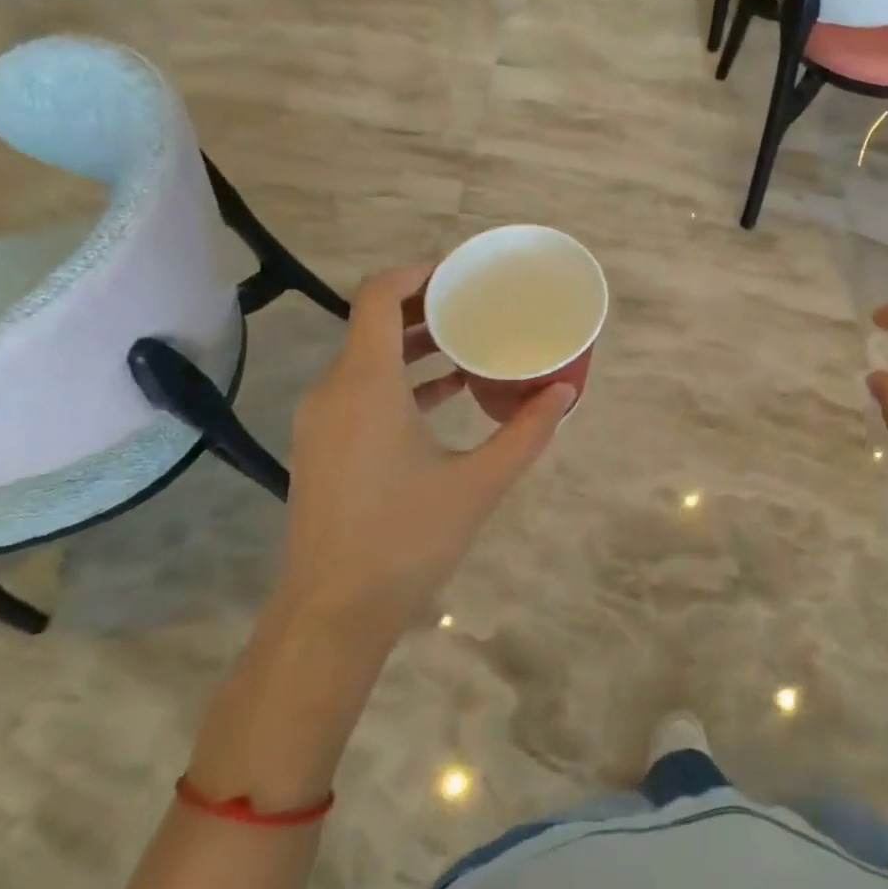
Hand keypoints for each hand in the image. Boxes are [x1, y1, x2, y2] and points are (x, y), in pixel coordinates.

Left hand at [273, 265, 574, 636]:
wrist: (331, 614)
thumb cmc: (405, 540)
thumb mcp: (478, 483)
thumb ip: (526, 433)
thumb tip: (565, 393)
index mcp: (366, 385)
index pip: (378, 296)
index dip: (418, 274)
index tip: (463, 275)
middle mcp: (334, 390)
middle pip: (373, 322)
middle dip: (426, 307)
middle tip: (479, 305)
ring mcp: (322, 420)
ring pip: (367, 358)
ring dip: (415, 344)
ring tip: (471, 344)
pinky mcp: (323, 445)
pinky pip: (362, 389)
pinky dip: (401, 379)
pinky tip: (447, 394)